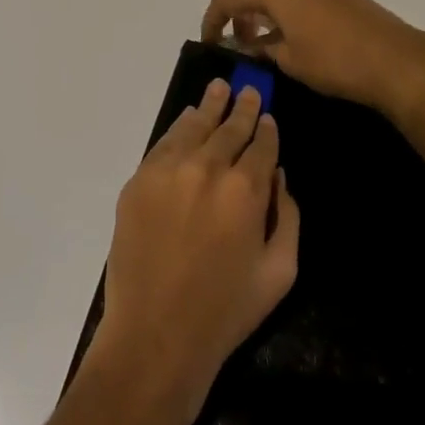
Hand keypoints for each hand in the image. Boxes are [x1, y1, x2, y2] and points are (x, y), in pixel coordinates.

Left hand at [90, 78, 298, 424]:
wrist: (156, 335)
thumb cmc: (226, 311)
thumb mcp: (279, 272)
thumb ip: (287, 216)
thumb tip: (278, 175)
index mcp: (246, 190)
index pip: (261, 145)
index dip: (267, 129)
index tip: (268, 116)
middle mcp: (206, 169)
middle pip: (228, 128)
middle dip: (241, 108)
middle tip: (247, 89)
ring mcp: (167, 172)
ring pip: (194, 127)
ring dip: (209, 107)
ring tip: (218, 89)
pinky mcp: (138, 182)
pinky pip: (163, 144)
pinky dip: (179, 128)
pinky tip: (187, 119)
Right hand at [201, 0, 424, 122]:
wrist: (396, 60)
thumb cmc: (335, 62)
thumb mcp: (289, 60)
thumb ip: (261, 48)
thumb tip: (248, 44)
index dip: (212, 19)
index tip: (211, 43)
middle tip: (241, 32)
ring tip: (265, 36)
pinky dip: (283, 0)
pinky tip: (293, 32)